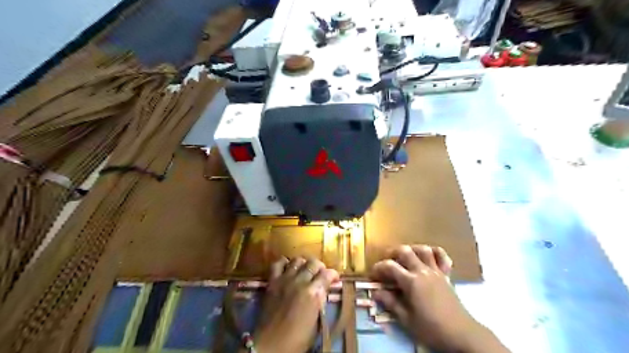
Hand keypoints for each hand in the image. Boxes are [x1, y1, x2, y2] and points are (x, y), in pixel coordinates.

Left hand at [252, 256, 338, 352]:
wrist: (271, 344)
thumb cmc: (297, 339)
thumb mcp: (316, 323)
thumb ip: (320, 302)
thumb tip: (323, 290)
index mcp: (314, 294)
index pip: (328, 274)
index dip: (333, 274)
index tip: (334, 278)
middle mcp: (301, 282)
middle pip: (314, 263)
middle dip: (320, 267)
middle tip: (320, 274)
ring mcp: (286, 279)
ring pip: (298, 260)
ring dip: (304, 263)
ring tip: (304, 270)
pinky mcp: (273, 281)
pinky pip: (278, 263)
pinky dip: (284, 262)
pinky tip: (288, 268)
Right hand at [370, 245, 507, 352]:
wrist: (461, 334)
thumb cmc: (431, 329)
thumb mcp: (406, 319)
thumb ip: (391, 302)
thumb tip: (376, 292)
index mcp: (411, 282)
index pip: (390, 266)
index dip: (379, 267)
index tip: (373, 274)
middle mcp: (422, 271)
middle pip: (405, 251)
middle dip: (392, 253)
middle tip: (386, 262)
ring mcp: (436, 271)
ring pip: (423, 250)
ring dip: (412, 249)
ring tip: (405, 256)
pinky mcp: (446, 275)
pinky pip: (442, 257)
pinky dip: (435, 252)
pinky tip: (428, 256)